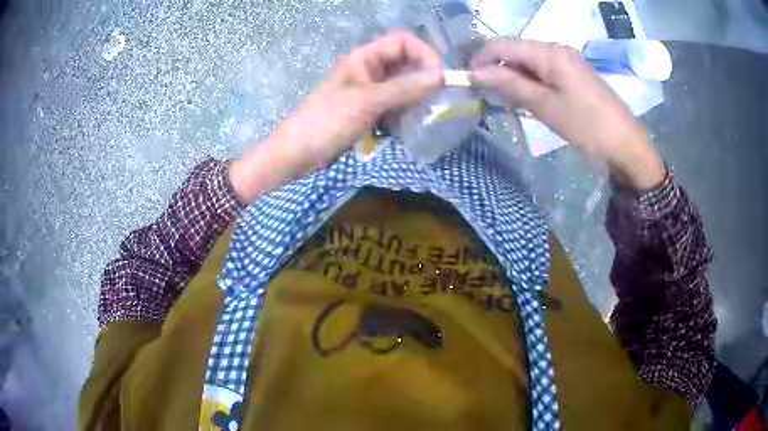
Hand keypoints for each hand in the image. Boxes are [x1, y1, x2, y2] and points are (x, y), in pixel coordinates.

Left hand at [230, 31, 442, 202]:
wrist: (297, 153)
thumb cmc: (327, 121)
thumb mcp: (367, 101)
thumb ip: (405, 88)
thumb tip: (441, 77)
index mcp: (364, 58)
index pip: (403, 42)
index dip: (424, 54)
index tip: (439, 78)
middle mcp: (369, 69)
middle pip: (406, 63)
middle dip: (421, 80)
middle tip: (431, 102)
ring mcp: (368, 90)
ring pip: (402, 86)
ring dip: (413, 99)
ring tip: (416, 117)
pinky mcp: (367, 110)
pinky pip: (394, 105)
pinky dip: (402, 114)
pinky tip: (401, 128)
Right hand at [470, 38, 665, 190]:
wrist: (626, 143)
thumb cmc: (587, 126)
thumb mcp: (546, 107)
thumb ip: (511, 85)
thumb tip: (477, 73)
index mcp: (550, 53)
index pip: (503, 45)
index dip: (482, 59)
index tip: (469, 80)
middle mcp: (557, 49)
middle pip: (516, 50)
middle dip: (498, 68)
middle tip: (489, 95)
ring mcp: (568, 60)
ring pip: (530, 60)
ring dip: (515, 77)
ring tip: (509, 101)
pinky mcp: (575, 72)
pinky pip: (545, 69)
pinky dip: (532, 81)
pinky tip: (530, 99)